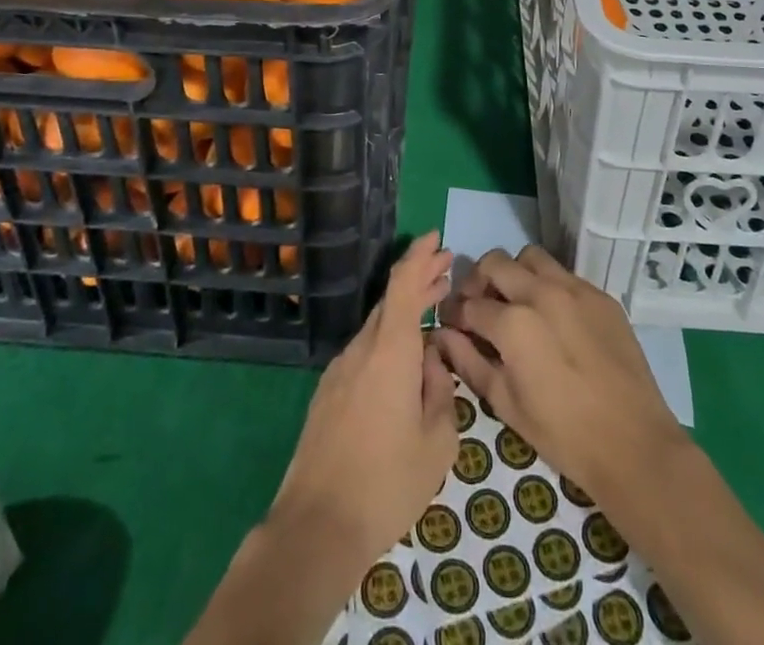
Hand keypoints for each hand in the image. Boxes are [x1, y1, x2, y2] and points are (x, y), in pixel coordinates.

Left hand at [268, 232, 456, 571]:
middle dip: (419, 280)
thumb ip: (441, 391)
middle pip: (390, 301)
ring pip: (377, 326)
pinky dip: (388, 338)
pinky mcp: (328, 393)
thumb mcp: (437, 442)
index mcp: (389, 350)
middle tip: (447, 267)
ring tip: (433, 305)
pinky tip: (404, 358)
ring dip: (404, 312)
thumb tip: (433, 363)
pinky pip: (365, 351)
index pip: (403, 284)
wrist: (317, 525)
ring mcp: (340, 370)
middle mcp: (361, 348)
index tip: (438, 237)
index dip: (420, 256)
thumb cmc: (386, 483)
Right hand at [434, 245, 684, 500]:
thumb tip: (442, 334)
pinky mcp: (600, 295)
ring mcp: (575, 289)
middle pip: (495, 263)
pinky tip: (554, 318)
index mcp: (513, 323)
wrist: (635, 445)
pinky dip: (548, 286)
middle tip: (481, 307)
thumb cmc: (563, 434)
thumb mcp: (506, 404)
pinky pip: (564, 275)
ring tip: (517, 303)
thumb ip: (469, 361)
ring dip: (515, 273)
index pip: (469, 304)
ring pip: (531, 258)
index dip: (455, 314)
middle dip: (479, 281)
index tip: (453, 323)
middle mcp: (541, 293)